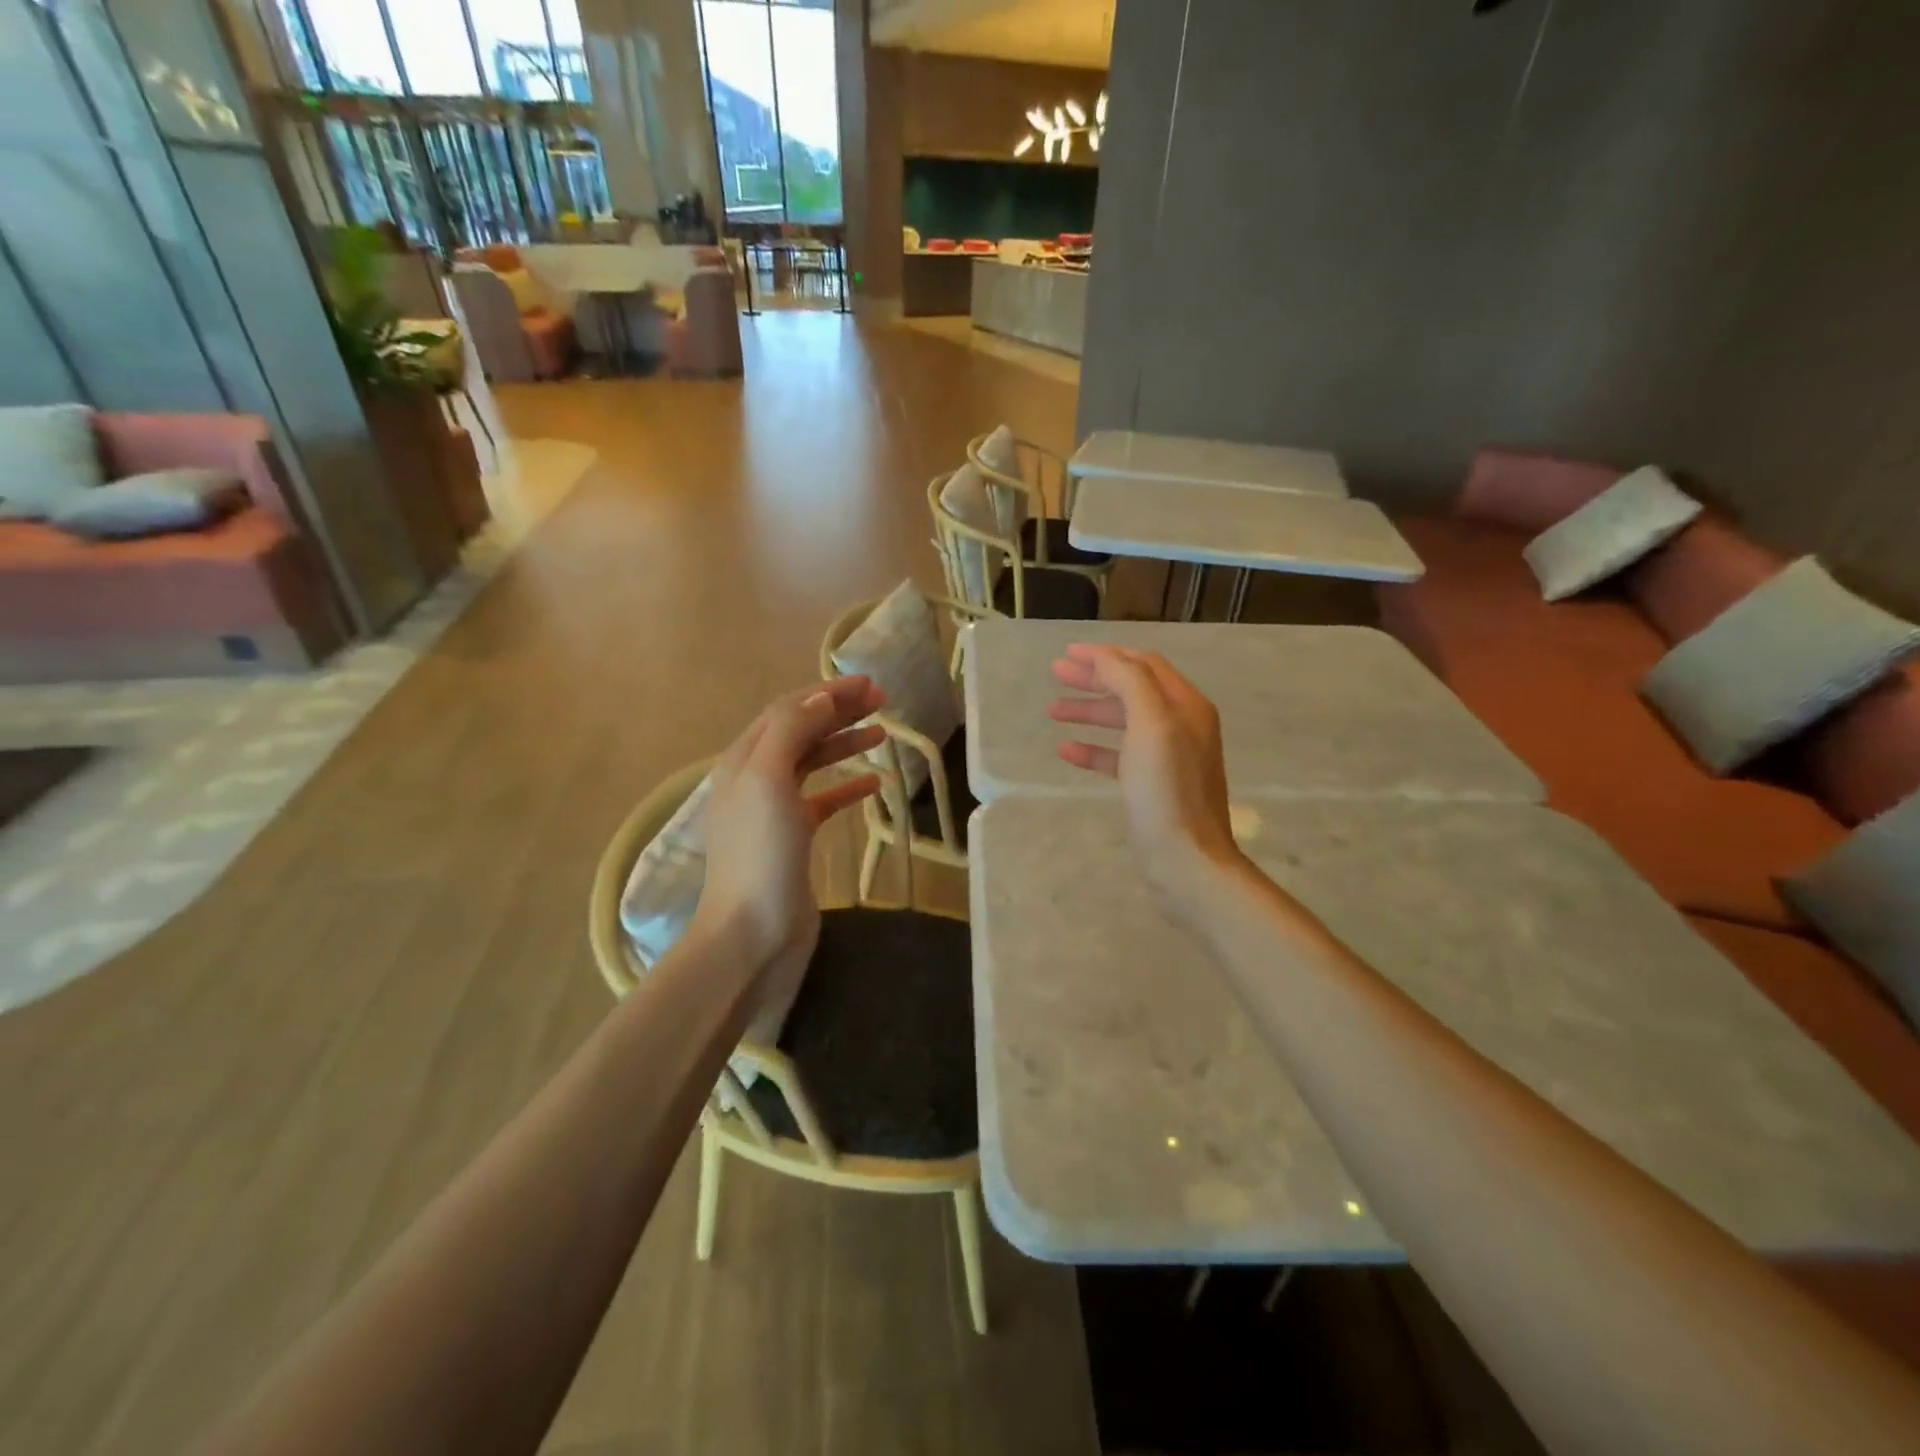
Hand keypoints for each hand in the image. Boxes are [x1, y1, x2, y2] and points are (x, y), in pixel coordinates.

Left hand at [692, 677, 885, 1012]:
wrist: (753, 932)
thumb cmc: (760, 853)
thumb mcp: (769, 779)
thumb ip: (791, 731)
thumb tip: (820, 697)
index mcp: (745, 759)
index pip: (788, 710)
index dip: (827, 692)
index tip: (869, 683)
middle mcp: (756, 778)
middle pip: (801, 731)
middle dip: (839, 711)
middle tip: (882, 699)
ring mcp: (775, 810)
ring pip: (813, 762)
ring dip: (845, 743)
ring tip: (882, 732)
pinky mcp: (794, 839)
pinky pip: (824, 801)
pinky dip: (848, 787)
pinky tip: (875, 782)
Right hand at [1048, 644, 1248, 922]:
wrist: (1186, 861)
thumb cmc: (1167, 790)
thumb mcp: (1151, 725)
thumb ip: (1129, 682)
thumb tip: (1103, 656)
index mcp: (1185, 706)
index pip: (1143, 664)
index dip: (1105, 655)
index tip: (1066, 654)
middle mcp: (1181, 726)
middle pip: (1132, 689)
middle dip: (1094, 679)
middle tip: (1056, 675)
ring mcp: (1167, 758)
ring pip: (1123, 722)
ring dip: (1090, 712)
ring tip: (1053, 711)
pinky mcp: (1153, 787)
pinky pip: (1119, 757)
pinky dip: (1093, 749)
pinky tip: (1067, 751)